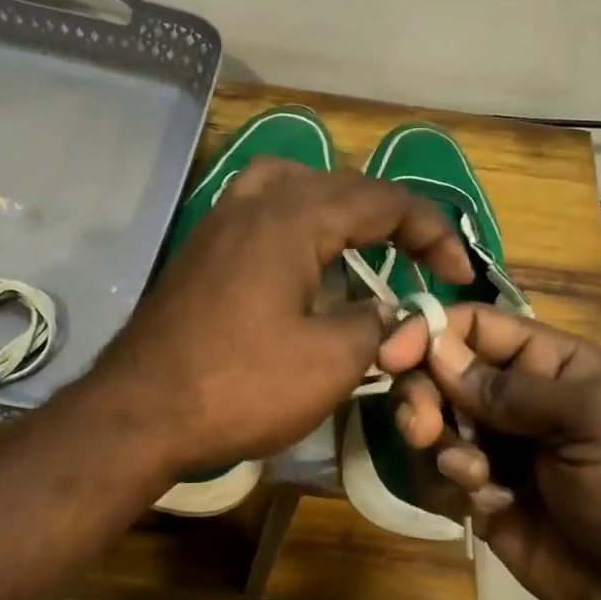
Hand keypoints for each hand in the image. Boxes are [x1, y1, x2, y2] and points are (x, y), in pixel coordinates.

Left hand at [96, 159, 470, 474]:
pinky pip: (259, 213)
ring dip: (337, 209)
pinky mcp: (199, 253)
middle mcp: (253, 204)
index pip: (383, 201)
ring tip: (362, 242)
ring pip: (291, 187)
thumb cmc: (240, 386)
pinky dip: (295, 224)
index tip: (459, 274)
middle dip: (390, 218)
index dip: (433, 232)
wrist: (140, 413)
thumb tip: (392, 314)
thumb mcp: (330, 361)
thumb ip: (376, 326)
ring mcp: (218, 225)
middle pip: (339, 186)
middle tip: (421, 259)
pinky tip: (303, 264)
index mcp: (292, 218)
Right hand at [380, 305, 600, 599]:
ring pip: (430, 427)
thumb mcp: (593, 421)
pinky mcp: (480, 498)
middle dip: (422, 397)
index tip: (391, 355)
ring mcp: (496, 451)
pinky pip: (436, 478)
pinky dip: (448, 488)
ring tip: (475, 479)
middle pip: (439, 375)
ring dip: (439, 448)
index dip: (429, 331)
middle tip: (421, 428)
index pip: (475, 327)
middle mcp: (515, 401)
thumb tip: (438, 352)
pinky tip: (487, 508)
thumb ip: (513, 387)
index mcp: (550, 365)